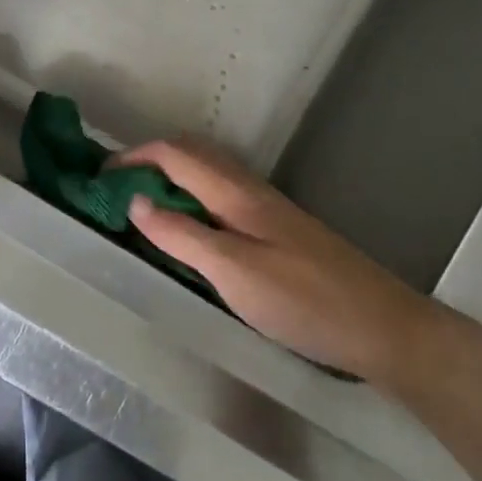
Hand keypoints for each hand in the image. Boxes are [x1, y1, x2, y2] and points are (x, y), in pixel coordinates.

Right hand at [118, 138, 456, 386]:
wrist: (383, 327)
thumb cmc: (304, 301)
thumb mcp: (233, 272)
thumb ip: (181, 235)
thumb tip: (135, 199)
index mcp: (235, 193)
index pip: (174, 154)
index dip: (134, 156)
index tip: (99, 174)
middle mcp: (249, 189)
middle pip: (191, 153)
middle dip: (150, 158)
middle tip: (116, 185)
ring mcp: (266, 207)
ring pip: (208, 173)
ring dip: (171, 175)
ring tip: (143, 203)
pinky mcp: (276, 228)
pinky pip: (221, 194)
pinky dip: (192, 195)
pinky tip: (189, 227)